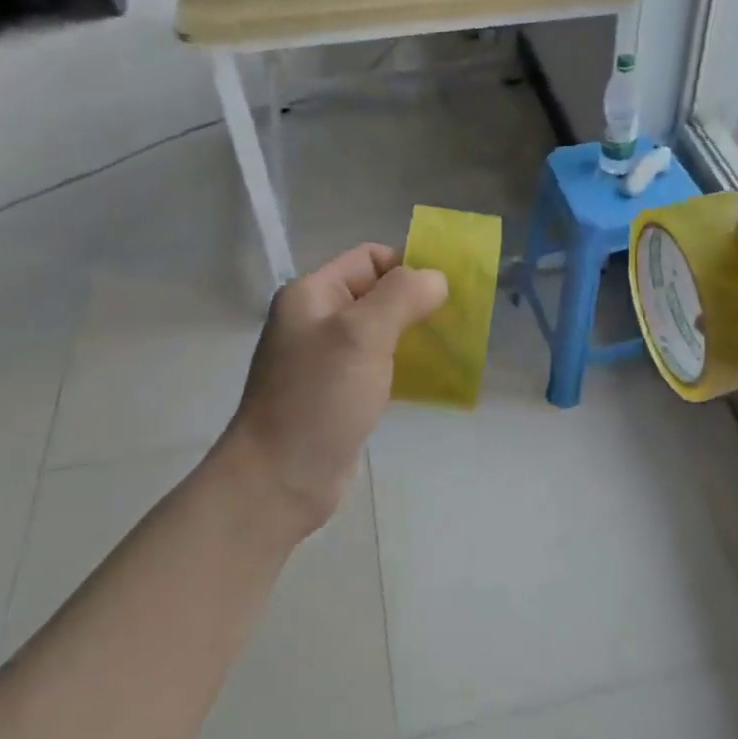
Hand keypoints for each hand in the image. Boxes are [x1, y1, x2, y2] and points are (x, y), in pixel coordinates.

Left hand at [220, 244, 447, 537]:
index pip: (370, 258)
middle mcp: (316, 319)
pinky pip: (379, 365)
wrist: (280, 480)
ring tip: (451, 350)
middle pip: (378, 293)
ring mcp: (326, 359)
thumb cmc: (319, 398)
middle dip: (418, 303)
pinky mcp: (339, 392)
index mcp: (312, 294)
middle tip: (456, 323)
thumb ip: (402, 296)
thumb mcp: (362, 335)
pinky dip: (405, 366)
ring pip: (382, 331)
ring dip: (416, 335)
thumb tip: (437, 278)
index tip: (444, 296)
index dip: (408, 267)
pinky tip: (431, 380)